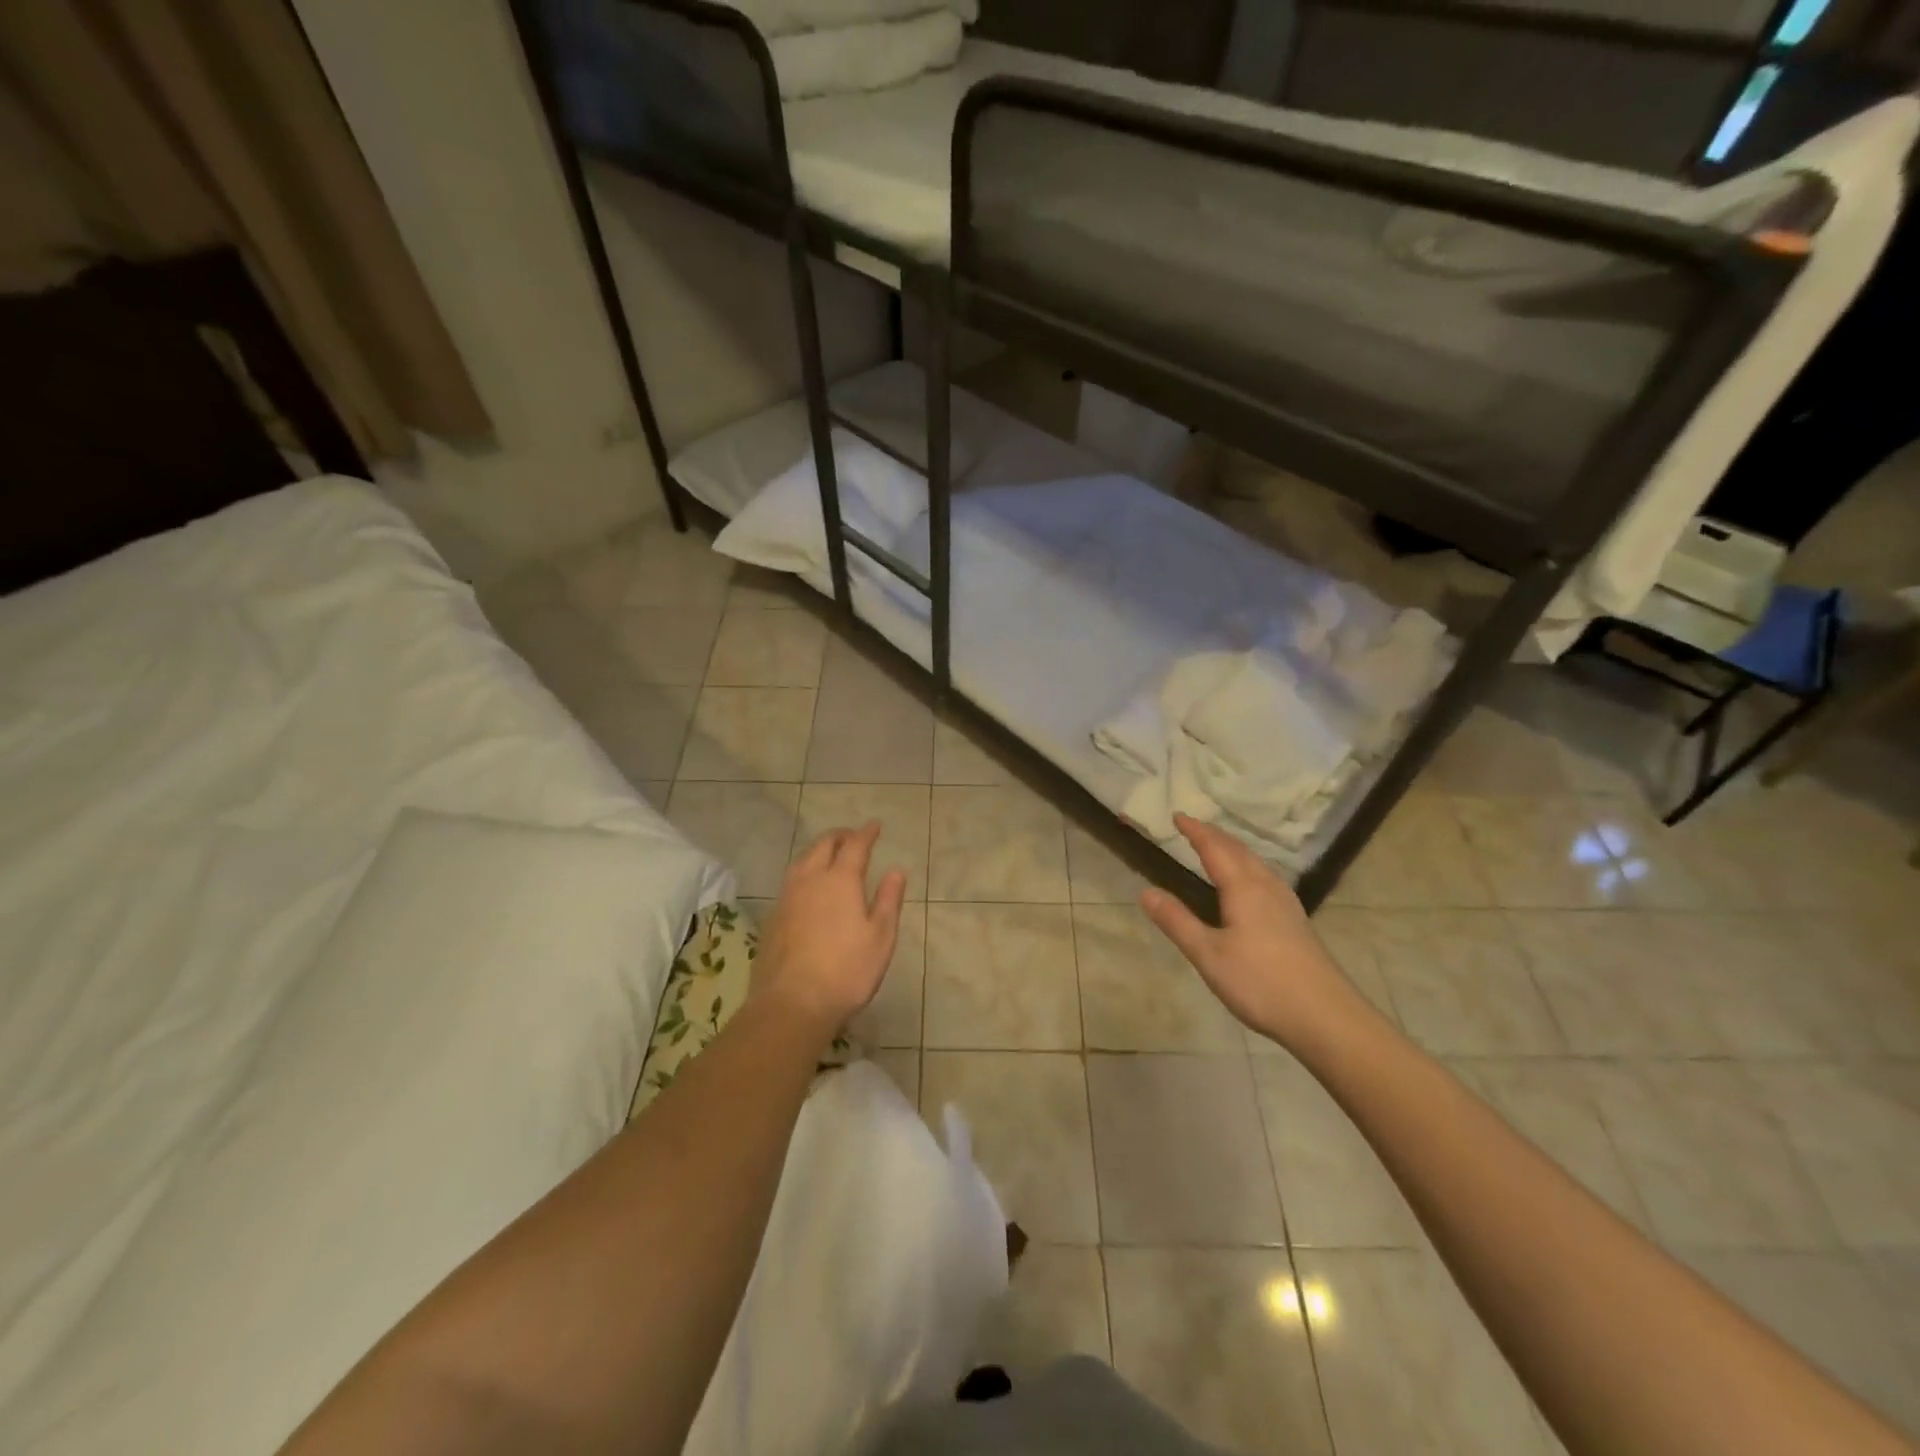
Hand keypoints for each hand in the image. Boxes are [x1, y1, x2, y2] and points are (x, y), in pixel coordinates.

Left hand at [754, 821, 906, 1039]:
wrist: (791, 1004)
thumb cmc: (846, 972)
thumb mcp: (880, 938)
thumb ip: (887, 900)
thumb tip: (896, 871)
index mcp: (840, 881)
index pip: (854, 846)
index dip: (866, 833)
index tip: (874, 825)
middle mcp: (810, 880)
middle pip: (823, 846)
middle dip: (839, 836)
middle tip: (852, 836)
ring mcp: (787, 898)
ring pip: (802, 861)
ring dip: (818, 851)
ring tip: (829, 855)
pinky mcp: (773, 918)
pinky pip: (791, 882)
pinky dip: (804, 873)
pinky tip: (808, 888)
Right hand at [1140, 813, 1357, 1050]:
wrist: (1327, 1017)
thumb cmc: (1261, 983)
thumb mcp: (1208, 954)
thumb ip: (1177, 921)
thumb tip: (1145, 891)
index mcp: (1244, 888)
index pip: (1215, 848)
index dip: (1195, 831)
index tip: (1177, 815)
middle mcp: (1267, 887)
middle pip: (1239, 851)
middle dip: (1214, 835)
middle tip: (1193, 826)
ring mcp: (1286, 904)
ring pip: (1257, 863)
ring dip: (1234, 849)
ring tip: (1218, 847)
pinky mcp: (1296, 921)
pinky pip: (1267, 878)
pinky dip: (1249, 866)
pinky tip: (1253, 883)